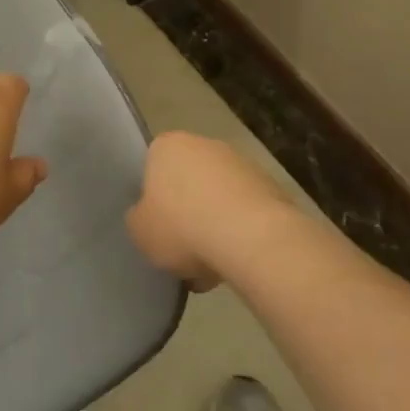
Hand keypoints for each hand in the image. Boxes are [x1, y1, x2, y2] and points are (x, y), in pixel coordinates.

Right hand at [127, 132, 297, 288]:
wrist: (252, 238)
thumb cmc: (183, 226)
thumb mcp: (139, 230)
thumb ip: (138, 218)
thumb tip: (147, 215)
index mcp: (167, 146)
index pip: (152, 166)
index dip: (153, 199)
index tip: (157, 225)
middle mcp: (205, 144)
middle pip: (188, 181)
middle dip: (186, 212)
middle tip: (182, 248)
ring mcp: (242, 163)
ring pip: (218, 198)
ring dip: (214, 225)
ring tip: (211, 266)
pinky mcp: (271, 187)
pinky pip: (244, 212)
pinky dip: (239, 233)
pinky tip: (235, 262)